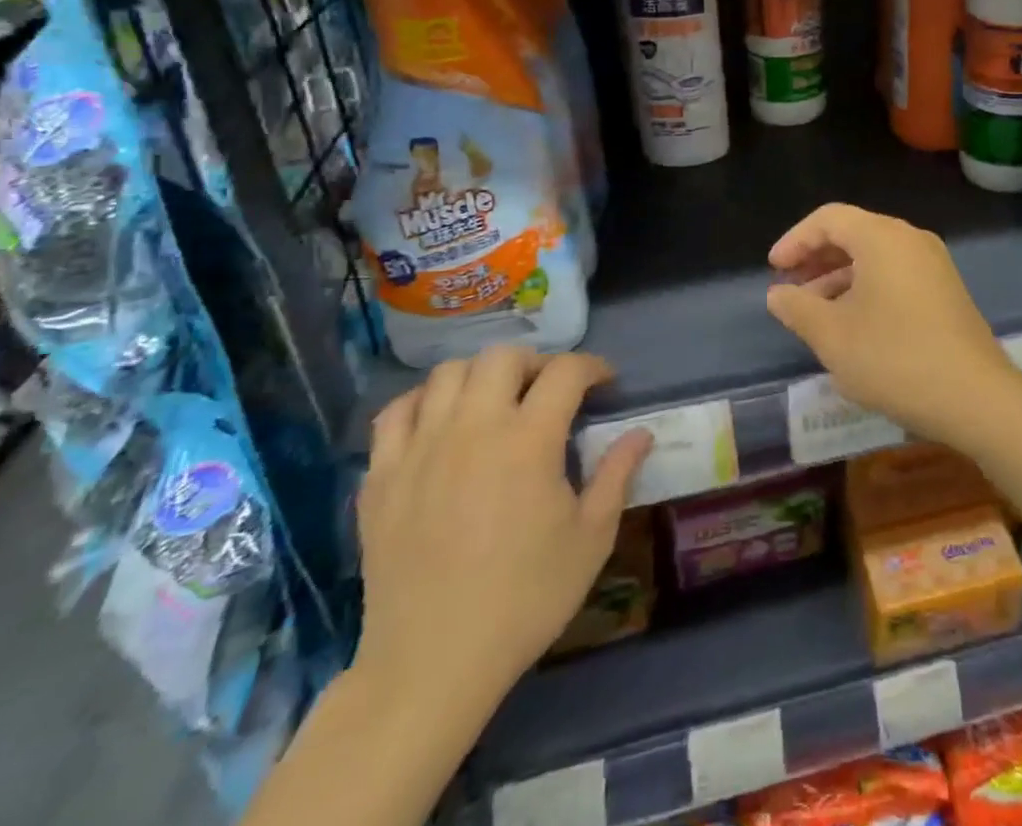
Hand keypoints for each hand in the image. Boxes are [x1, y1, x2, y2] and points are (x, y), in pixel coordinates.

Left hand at [353, 349, 651, 716]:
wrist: (431, 664)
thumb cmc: (525, 598)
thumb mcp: (591, 539)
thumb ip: (617, 475)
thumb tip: (641, 433)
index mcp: (528, 441)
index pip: (565, 372)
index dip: (592, 366)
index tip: (605, 382)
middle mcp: (473, 429)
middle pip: (502, 357)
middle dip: (535, 362)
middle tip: (549, 390)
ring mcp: (420, 450)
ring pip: (448, 374)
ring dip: (480, 376)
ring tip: (495, 402)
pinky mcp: (381, 478)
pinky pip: (396, 413)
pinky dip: (422, 403)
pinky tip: (440, 424)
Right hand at [766, 203, 1021, 448]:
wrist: (975, 396)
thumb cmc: (894, 358)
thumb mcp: (832, 336)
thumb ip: (798, 308)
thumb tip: (778, 294)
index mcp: (882, 237)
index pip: (829, 218)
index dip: (795, 240)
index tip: (773, 269)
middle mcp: (910, 238)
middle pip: (854, 232)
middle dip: (816, 258)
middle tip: (790, 288)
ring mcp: (933, 263)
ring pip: (875, 255)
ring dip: (840, 276)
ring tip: (814, 310)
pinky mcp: (946, 288)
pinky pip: (896, 272)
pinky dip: (867, 286)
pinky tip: (852, 321)